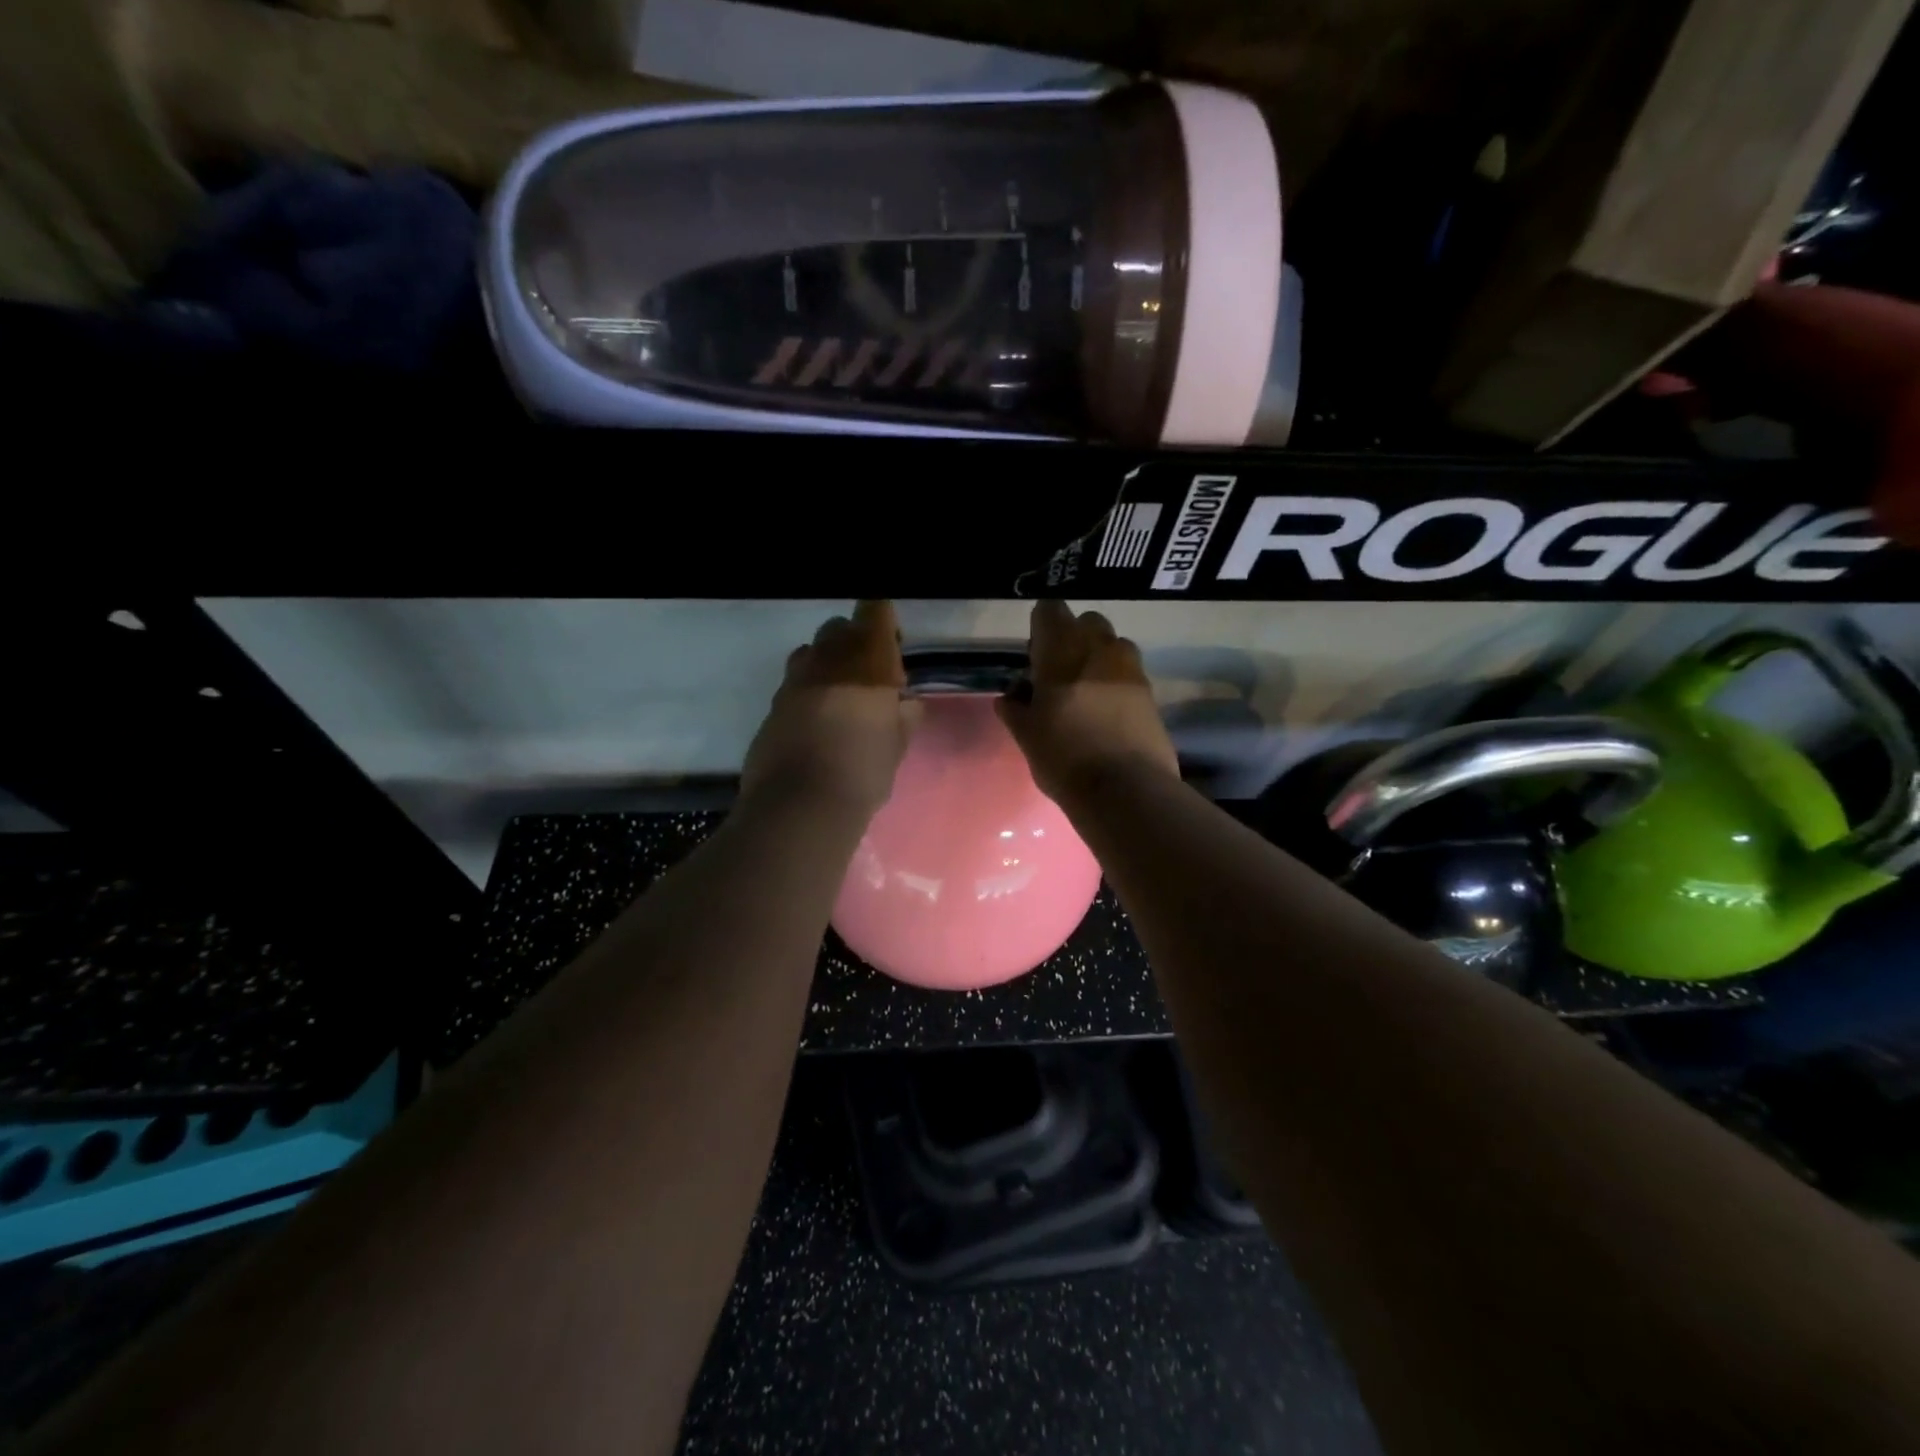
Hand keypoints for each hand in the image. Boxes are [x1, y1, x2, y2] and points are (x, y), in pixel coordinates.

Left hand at [742, 601, 920, 817]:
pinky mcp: (772, 705)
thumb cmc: (862, 772)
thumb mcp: (896, 747)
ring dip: (828, 664)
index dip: (883, 620)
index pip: (874, 611)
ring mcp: (793, 681)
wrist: (800, 806)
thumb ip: (903, 717)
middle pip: (839, 628)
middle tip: (870, 677)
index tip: (892, 644)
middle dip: (855, 643)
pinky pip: (793, 684)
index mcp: (865, 661)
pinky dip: (808, 692)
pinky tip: (818, 723)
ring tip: (841, 698)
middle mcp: (826, 659)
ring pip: (810, 652)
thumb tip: (905, 705)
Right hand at [995, 600, 1177, 804]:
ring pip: (1114, 645)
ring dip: (1099, 658)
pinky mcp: (1152, 693)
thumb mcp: (1027, 736)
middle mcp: (1101, 648)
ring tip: (1087, 693)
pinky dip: (1116, 684)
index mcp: (1063, 651)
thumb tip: (1011, 697)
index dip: (1041, 626)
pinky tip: (1107, 715)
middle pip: (1087, 622)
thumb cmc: (1064, 757)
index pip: (1050, 610)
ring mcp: (1132, 669)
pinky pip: (1130, 674)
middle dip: (1074, 638)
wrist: (1126, 790)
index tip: (1034, 654)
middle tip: (1060, 673)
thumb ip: (1015, 710)